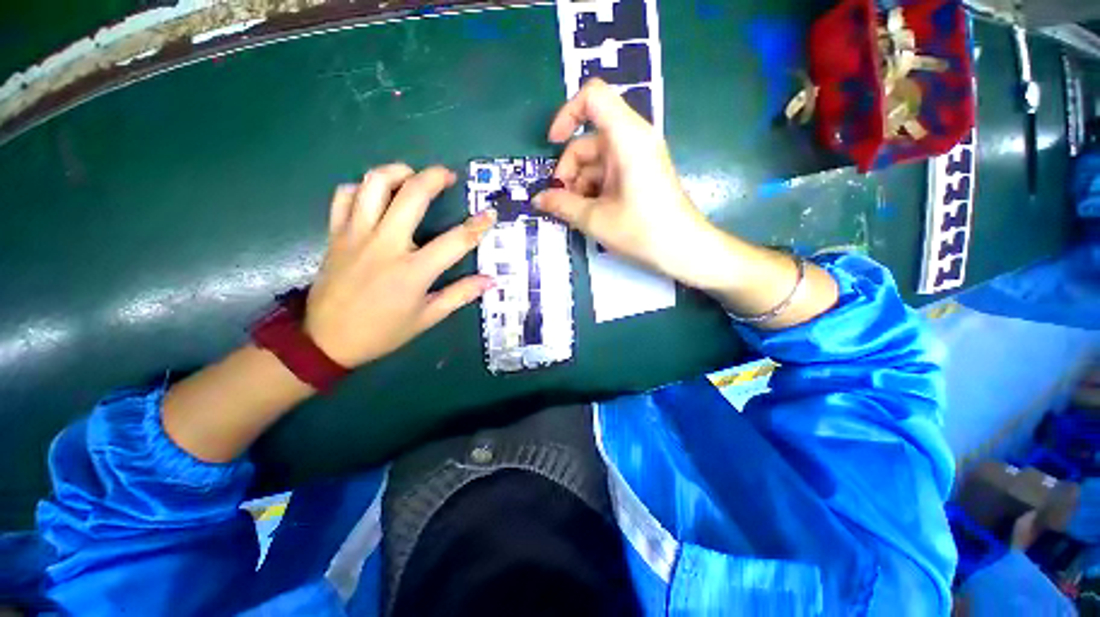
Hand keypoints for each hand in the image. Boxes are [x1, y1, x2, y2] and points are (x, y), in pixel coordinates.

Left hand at [304, 164, 495, 366]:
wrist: (326, 340)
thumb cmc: (383, 331)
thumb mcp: (427, 317)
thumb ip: (460, 295)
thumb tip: (490, 281)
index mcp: (413, 271)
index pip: (456, 241)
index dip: (478, 225)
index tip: (490, 214)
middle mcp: (385, 245)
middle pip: (412, 195)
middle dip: (435, 177)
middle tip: (448, 175)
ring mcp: (356, 235)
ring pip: (374, 184)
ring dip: (397, 172)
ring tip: (412, 176)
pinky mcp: (336, 234)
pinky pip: (345, 196)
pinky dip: (362, 188)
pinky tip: (375, 195)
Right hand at [533, 79, 722, 288]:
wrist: (684, 250)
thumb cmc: (642, 231)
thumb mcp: (595, 219)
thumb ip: (562, 205)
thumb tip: (537, 199)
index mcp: (627, 137)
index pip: (593, 97)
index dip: (567, 114)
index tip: (552, 144)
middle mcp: (634, 139)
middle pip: (588, 140)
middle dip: (569, 171)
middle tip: (561, 203)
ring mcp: (638, 157)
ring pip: (595, 161)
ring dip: (579, 185)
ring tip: (576, 214)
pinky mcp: (640, 173)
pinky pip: (608, 173)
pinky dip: (594, 190)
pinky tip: (590, 213)